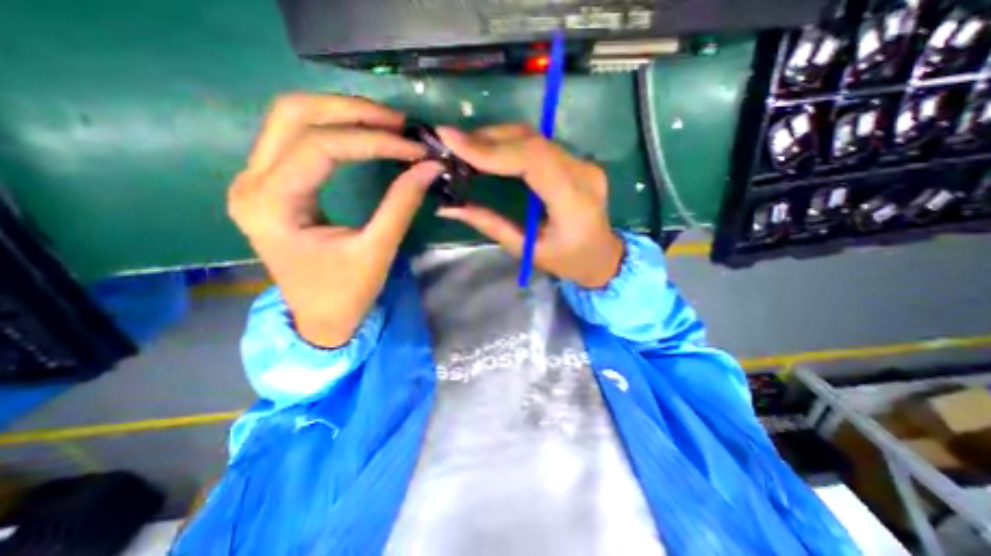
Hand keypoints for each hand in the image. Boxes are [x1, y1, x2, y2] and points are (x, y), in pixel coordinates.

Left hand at [230, 92, 439, 346]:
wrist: (319, 317)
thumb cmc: (345, 292)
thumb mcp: (377, 250)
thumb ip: (401, 204)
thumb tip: (429, 167)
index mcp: (272, 205)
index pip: (320, 147)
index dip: (373, 141)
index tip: (414, 148)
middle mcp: (251, 183)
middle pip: (294, 115)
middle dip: (352, 111)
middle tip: (399, 123)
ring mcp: (256, 180)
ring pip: (292, 118)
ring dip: (342, 114)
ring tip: (387, 124)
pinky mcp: (272, 184)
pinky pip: (298, 138)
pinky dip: (335, 129)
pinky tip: (366, 135)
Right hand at [434, 123, 616, 288]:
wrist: (603, 257)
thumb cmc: (567, 262)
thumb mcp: (526, 250)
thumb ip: (490, 225)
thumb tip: (449, 208)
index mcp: (573, 203)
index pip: (532, 160)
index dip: (491, 149)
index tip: (452, 141)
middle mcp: (583, 175)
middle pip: (532, 142)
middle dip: (487, 138)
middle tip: (452, 141)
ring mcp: (585, 164)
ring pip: (536, 138)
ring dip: (497, 137)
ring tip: (465, 145)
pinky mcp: (579, 162)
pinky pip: (541, 144)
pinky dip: (511, 143)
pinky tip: (490, 149)